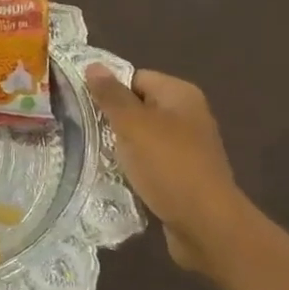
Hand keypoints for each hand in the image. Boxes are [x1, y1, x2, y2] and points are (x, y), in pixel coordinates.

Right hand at [84, 67, 246, 273]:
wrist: (205, 224)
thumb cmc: (168, 166)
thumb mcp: (133, 125)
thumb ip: (111, 95)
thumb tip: (93, 65)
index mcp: (180, 95)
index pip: (136, 77)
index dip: (109, 89)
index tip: (83, 106)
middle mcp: (188, 115)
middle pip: (139, 107)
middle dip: (112, 119)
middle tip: (83, 131)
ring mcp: (187, 147)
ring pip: (142, 137)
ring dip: (121, 147)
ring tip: (95, 155)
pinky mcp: (183, 175)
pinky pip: (150, 162)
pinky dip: (134, 168)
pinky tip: (116, 177)